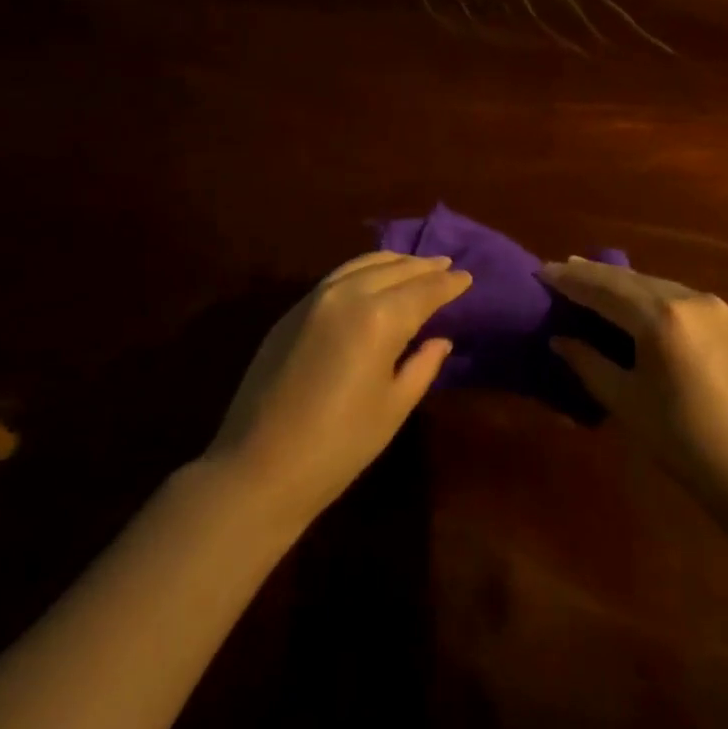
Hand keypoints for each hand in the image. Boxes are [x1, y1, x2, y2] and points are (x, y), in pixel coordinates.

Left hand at [207, 252, 470, 522]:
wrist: (259, 466)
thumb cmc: (339, 446)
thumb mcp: (393, 407)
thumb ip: (422, 365)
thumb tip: (440, 339)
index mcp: (379, 317)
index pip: (424, 290)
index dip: (448, 284)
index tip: (467, 277)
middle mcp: (349, 294)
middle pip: (395, 268)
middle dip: (424, 266)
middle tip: (447, 265)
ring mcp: (316, 297)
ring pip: (364, 264)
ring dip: (394, 262)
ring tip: (415, 264)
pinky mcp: (294, 309)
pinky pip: (339, 275)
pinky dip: (365, 270)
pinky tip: (374, 278)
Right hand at [543, 259, 727, 506]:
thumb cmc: (684, 443)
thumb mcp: (626, 403)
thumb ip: (588, 363)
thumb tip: (560, 338)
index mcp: (661, 318)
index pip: (604, 289)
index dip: (570, 280)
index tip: (542, 271)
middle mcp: (690, 298)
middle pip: (631, 280)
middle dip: (595, 275)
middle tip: (564, 268)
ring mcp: (718, 307)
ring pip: (659, 285)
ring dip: (626, 284)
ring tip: (597, 282)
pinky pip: (684, 299)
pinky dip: (656, 297)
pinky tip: (643, 305)